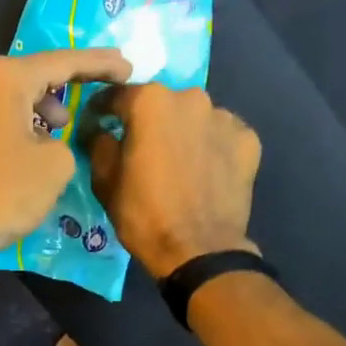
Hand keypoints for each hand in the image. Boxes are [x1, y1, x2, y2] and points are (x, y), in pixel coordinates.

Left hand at [0, 48, 133, 251]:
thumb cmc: (4, 190)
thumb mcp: (56, 164)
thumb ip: (67, 141)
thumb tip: (50, 143)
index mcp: (6, 77)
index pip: (64, 61)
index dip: (100, 63)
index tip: (128, 67)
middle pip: (38, 73)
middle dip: (73, 80)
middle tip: (106, 85)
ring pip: (19, 96)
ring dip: (47, 105)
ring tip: (68, 124)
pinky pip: (4, 116)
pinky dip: (27, 122)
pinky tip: (40, 142)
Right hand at [85, 84, 261, 277]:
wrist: (199, 250)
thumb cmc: (143, 215)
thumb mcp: (104, 181)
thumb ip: (99, 145)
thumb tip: (100, 132)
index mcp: (150, 102)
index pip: (117, 95)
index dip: (102, 110)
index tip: (97, 124)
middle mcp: (190, 98)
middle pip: (161, 103)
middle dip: (148, 121)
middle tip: (141, 148)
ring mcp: (224, 117)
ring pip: (193, 117)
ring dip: (182, 132)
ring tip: (176, 162)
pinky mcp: (248, 139)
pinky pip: (220, 135)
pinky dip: (210, 146)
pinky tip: (203, 171)